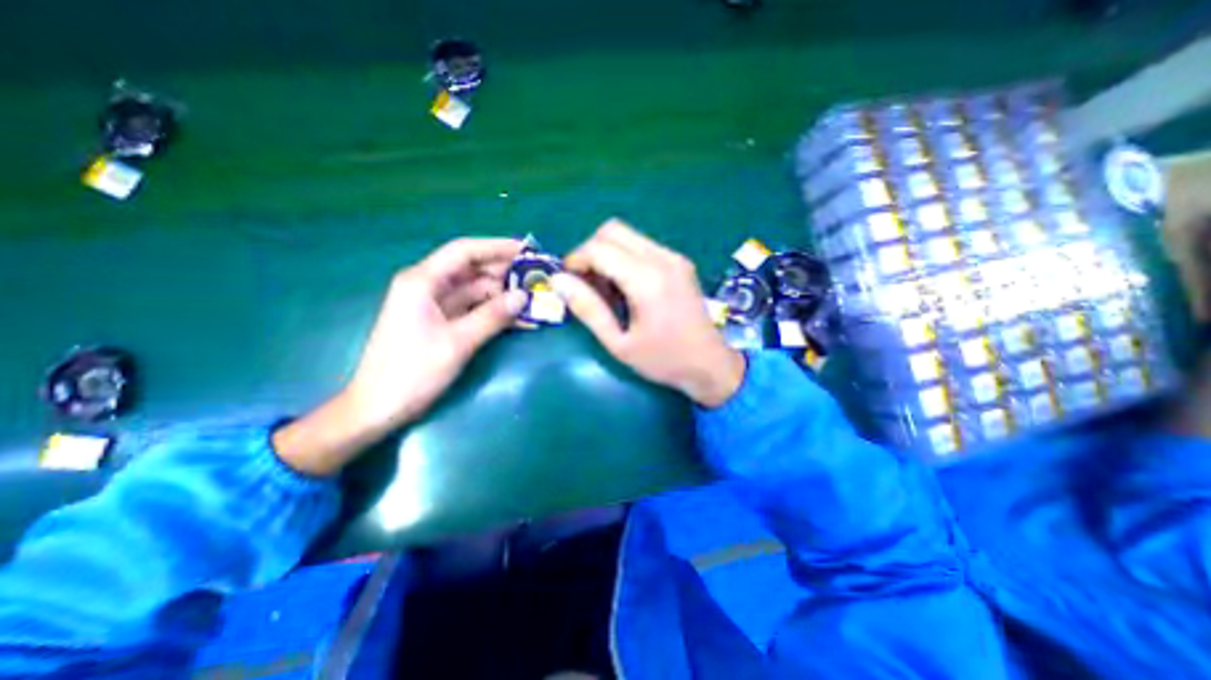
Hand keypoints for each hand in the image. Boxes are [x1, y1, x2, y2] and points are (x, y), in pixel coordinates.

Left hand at [275, 241, 527, 474]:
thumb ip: (493, 316)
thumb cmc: (413, 372)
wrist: (379, 408)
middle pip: (472, 270)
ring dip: (502, 295)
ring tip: (533, 299)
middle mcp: (427, 286)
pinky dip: (493, 312)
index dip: (497, 247)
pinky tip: (518, 318)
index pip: (464, 251)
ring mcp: (434, 305)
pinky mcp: (441, 323)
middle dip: (504, 273)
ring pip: (475, 291)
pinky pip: (472, 309)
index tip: (527, 250)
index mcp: (422, 281)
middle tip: (537, 279)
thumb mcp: (458, 342)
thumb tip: (524, 296)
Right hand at [552, 221, 742, 405]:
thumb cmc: (664, 360)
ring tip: (606, 289)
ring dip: (607, 253)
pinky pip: (643, 245)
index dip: (576, 260)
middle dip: (590, 251)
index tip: (569, 283)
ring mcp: (674, 257)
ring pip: (628, 235)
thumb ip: (588, 310)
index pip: (599, 248)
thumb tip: (558, 281)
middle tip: (586, 283)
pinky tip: (626, 287)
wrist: (711, 364)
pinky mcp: (680, 262)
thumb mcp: (619, 344)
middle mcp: (663, 259)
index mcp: (647, 280)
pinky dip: (624, 257)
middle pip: (612, 230)